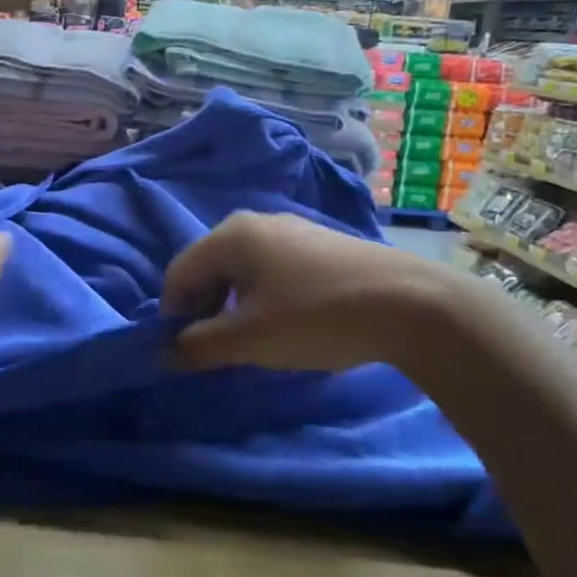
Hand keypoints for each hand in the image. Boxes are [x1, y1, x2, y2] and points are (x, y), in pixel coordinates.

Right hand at [162, 211, 463, 371]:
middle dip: (206, 309)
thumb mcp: (249, 340)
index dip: (173, 314)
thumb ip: (199, 346)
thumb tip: (164, 353)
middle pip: (209, 268)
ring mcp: (292, 229)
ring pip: (242, 269)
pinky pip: (273, 268)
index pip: (178, 274)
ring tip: (255, 340)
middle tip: (219, 348)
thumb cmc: (315, 317)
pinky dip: (265, 296)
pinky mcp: (321, 243)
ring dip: (235, 306)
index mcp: (229, 236)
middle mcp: (255, 222)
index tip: (186, 351)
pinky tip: (290, 322)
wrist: (413, 304)